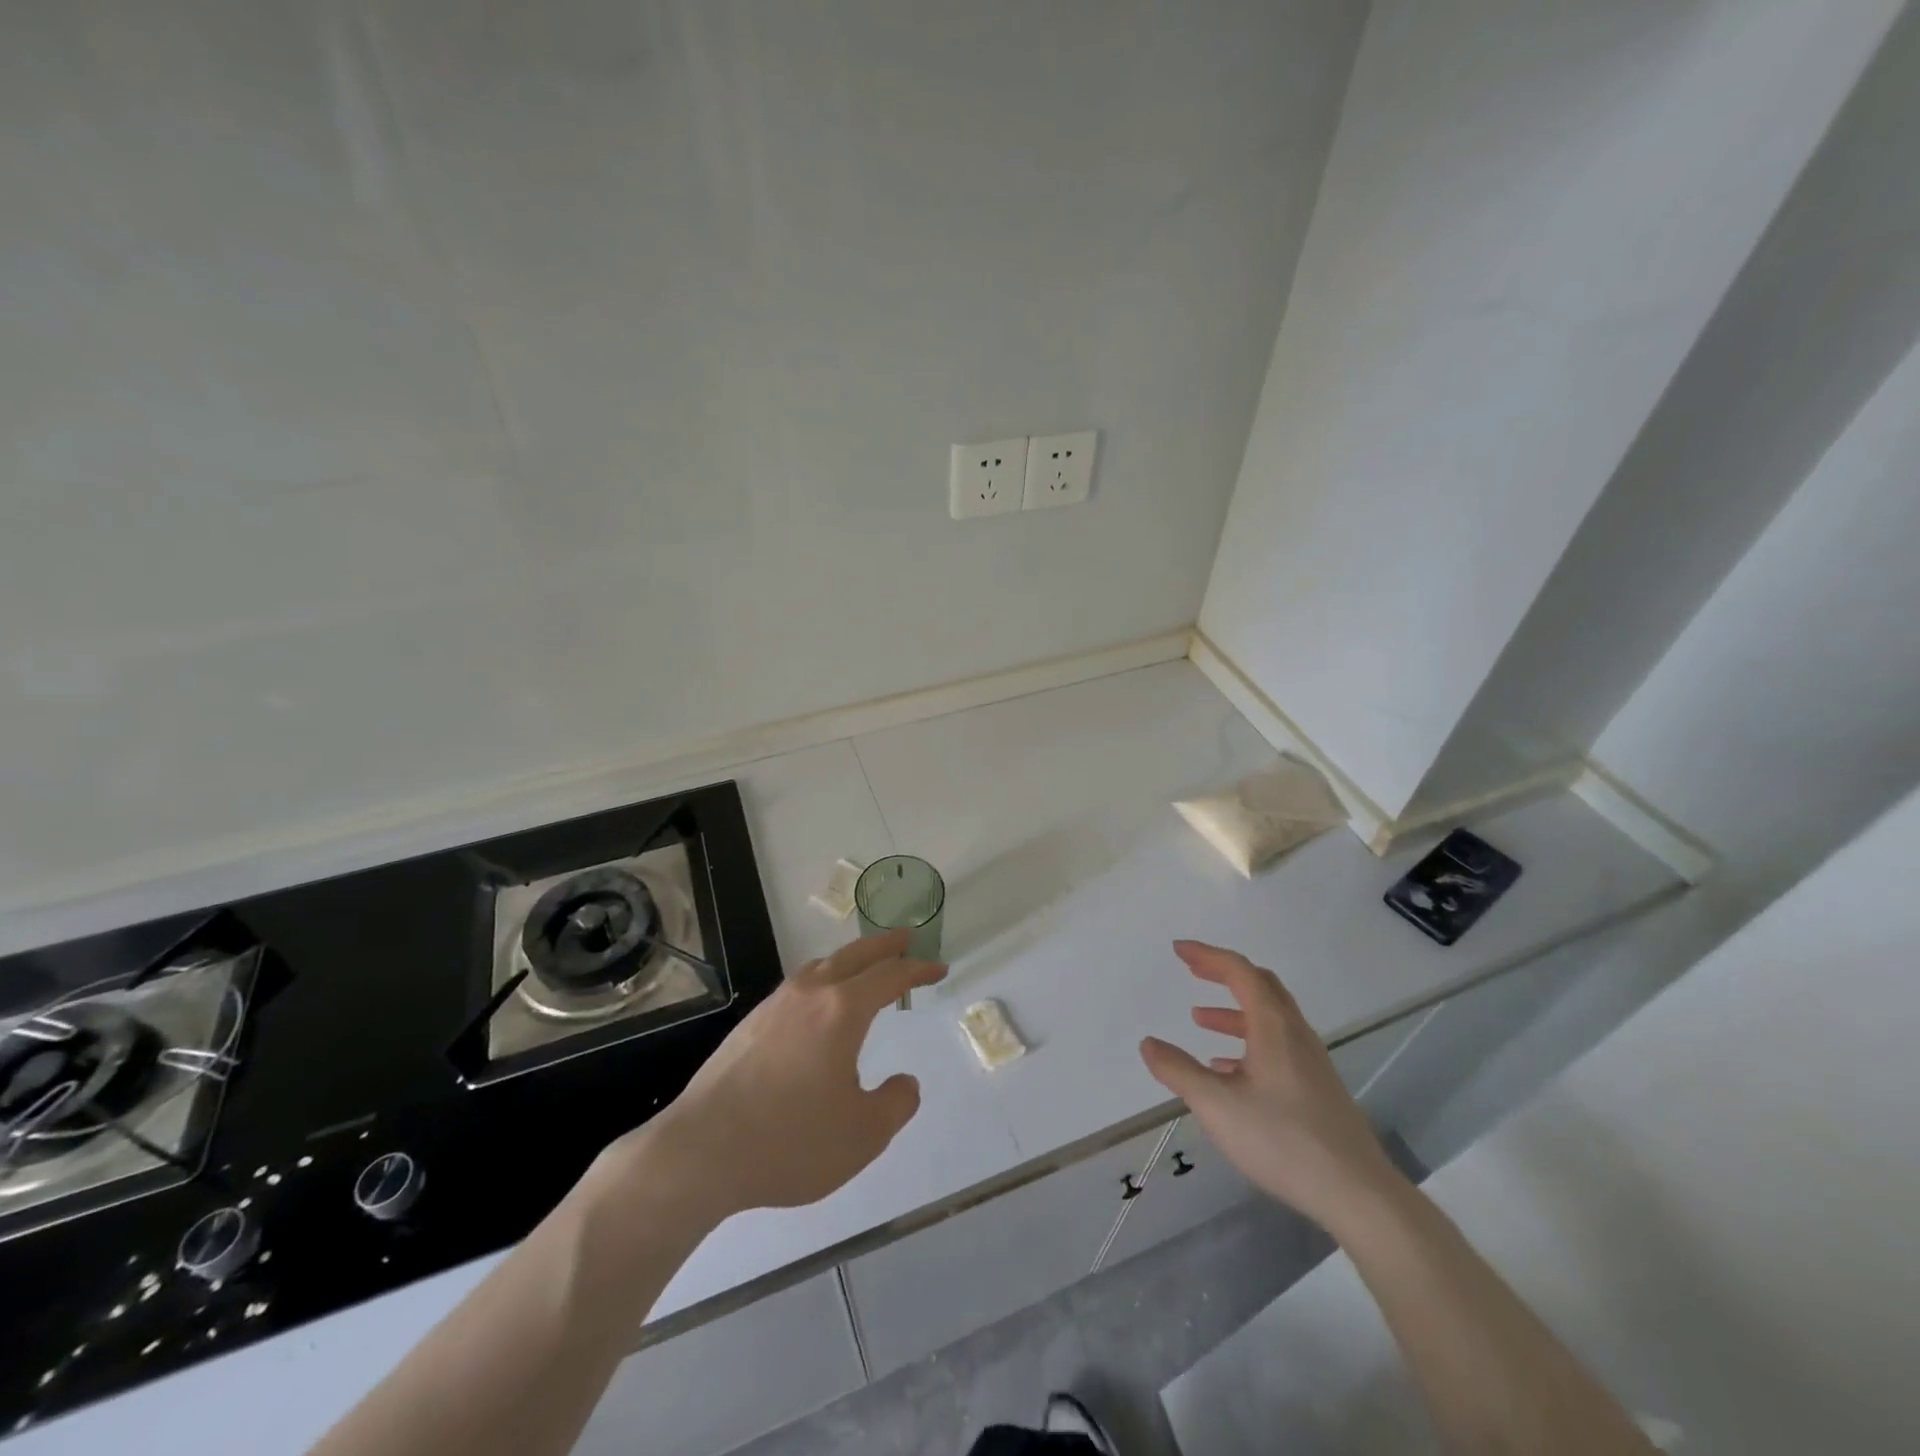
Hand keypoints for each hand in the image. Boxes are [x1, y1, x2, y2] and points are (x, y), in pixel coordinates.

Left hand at [620, 930, 945, 1222]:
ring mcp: (775, 1005)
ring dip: (850, 960)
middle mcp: (809, 994)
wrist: (701, 1151)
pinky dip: (823, 979)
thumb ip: (896, 1104)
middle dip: (885, 945)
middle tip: (907, 938)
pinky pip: (798, 985)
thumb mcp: (862, 1135)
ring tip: (865, 968)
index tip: (939, 968)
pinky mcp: (750, 1024)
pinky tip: (818, 1007)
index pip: (890, 976)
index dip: (919, 969)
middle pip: (855, 955)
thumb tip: (905, 1084)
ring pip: (821, 965)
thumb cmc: (790, 1142)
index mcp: (842, 1011)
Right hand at [1139, 940, 1403, 1232]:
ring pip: (1269, 1018)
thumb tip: (1148, 1043)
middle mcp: (1295, 1034)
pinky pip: (1277, 1045)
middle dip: (1223, 973)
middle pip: (1260, 985)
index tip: (1178, 950)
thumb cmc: (1283, 1140)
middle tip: (1192, 971)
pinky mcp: (1316, 1087)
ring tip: (1200, 1020)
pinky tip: (1227, 1069)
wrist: (1357, 1193)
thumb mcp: (1218, 1105)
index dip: (1207, 955)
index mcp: (1273, 1027)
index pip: (1240, 971)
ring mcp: (1310, 1061)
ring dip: (1233, 1010)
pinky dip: (1247, 1041)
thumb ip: (1179, 1071)